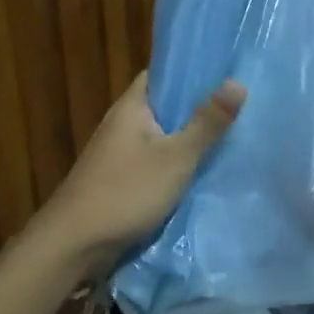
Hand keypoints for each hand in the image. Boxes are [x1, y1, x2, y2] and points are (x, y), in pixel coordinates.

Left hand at [27, 71, 246, 280]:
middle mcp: (122, 123)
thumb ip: (207, 123)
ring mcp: (118, 154)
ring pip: (161, 136)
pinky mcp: (120, 180)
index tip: (225, 70)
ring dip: (187, 137)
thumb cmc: (126, 191)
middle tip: (238, 104)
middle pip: (164, 106)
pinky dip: (176, 163)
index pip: (161, 74)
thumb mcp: (175, 157)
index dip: (191, 69)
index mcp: (131, 107)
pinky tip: (202, 170)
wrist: (75, 244)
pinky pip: (155, 162)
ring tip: (230, 134)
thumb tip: (238, 82)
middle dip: (197, 106)